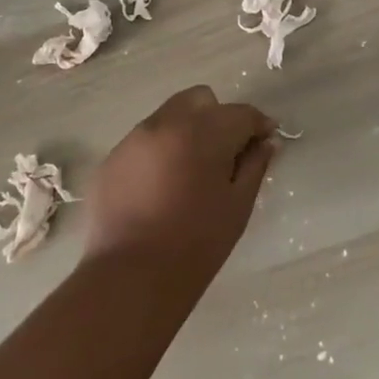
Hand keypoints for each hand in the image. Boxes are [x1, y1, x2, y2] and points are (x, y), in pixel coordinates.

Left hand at [81, 85, 276, 280]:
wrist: (130, 278)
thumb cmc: (196, 243)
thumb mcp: (238, 205)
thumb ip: (255, 165)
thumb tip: (266, 142)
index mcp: (203, 132)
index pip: (241, 113)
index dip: (258, 125)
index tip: (266, 142)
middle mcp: (166, 123)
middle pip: (201, 99)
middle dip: (218, 118)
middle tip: (225, 154)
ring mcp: (134, 139)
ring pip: (170, 116)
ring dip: (187, 132)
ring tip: (190, 171)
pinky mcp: (111, 159)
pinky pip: (144, 141)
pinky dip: (160, 152)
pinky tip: (161, 187)